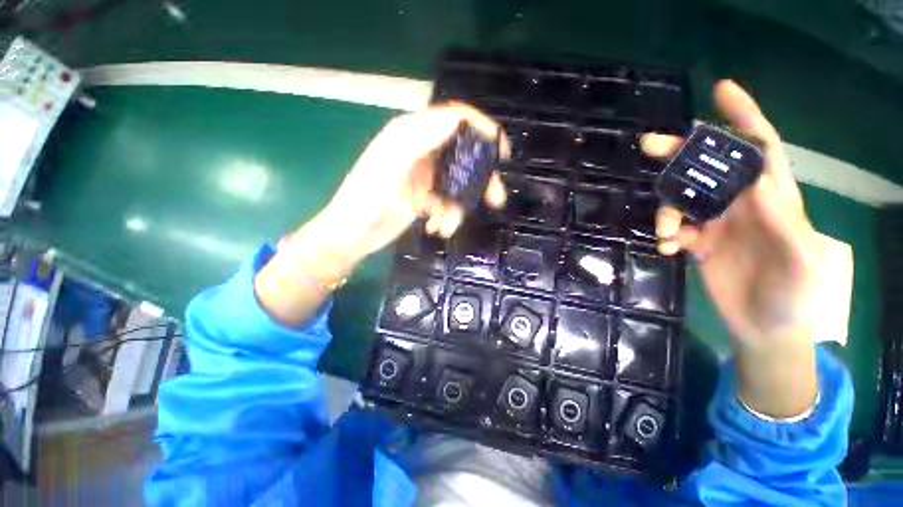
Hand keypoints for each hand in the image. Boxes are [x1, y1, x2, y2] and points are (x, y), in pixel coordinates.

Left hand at [256, 103, 507, 327]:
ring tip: (446, 226)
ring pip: (458, 184)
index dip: (481, 130)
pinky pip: (448, 203)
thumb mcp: (390, 166)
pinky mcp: (425, 198)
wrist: (352, 236)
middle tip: (495, 198)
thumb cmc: (365, 200)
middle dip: (479, 179)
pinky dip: (446, 217)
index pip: (453, 120)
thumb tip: (456, 118)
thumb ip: (420, 140)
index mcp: (411, 135)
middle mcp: (421, 151)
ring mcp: (425, 176)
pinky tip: (434, 228)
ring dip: (458, 207)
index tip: (501, 152)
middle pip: (463, 155)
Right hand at [642, 80, 819, 416]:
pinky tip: (667, 249)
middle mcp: (742, 204)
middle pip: (709, 168)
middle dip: (680, 153)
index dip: (743, 117)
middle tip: (650, 145)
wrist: (765, 328)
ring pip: (682, 200)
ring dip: (667, 210)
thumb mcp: (802, 263)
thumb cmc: (792, 296)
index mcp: (773, 199)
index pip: (760, 149)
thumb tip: (754, 186)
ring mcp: (718, 223)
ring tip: (667, 233)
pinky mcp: (699, 243)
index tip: (720, 92)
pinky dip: (666, 234)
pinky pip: (675, 228)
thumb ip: (785, 224)